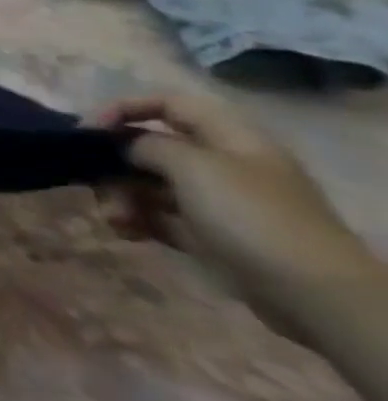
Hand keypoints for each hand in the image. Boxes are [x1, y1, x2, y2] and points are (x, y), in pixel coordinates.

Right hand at [92, 96, 378, 339]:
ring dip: (121, 197)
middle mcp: (222, 164)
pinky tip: (126, 232)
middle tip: (93, 182)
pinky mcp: (210, 236)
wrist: (313, 295)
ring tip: (115, 219)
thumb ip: (145, 145)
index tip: (87, 130)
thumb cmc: (250, 214)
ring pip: (149, 185)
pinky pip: (159, 217)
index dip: (124, 109)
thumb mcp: (192, 166)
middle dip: (115, 164)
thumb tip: (122, 145)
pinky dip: (137, 221)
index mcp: (228, 138)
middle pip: (151, 148)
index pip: (168, 104)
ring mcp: (217, 202)